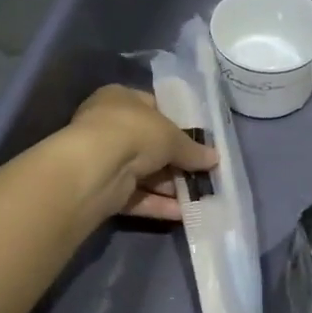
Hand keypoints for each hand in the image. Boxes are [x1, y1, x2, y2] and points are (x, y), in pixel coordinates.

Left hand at [67, 85, 219, 220]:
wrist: (96, 168)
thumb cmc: (135, 133)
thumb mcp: (171, 136)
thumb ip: (192, 149)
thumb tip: (214, 159)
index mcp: (120, 99)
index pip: (153, 108)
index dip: (177, 124)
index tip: (199, 141)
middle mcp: (109, 126)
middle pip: (150, 145)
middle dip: (177, 162)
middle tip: (204, 173)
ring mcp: (105, 159)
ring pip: (145, 174)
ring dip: (171, 186)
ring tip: (201, 197)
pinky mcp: (105, 190)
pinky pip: (137, 196)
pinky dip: (158, 204)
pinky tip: (184, 213)